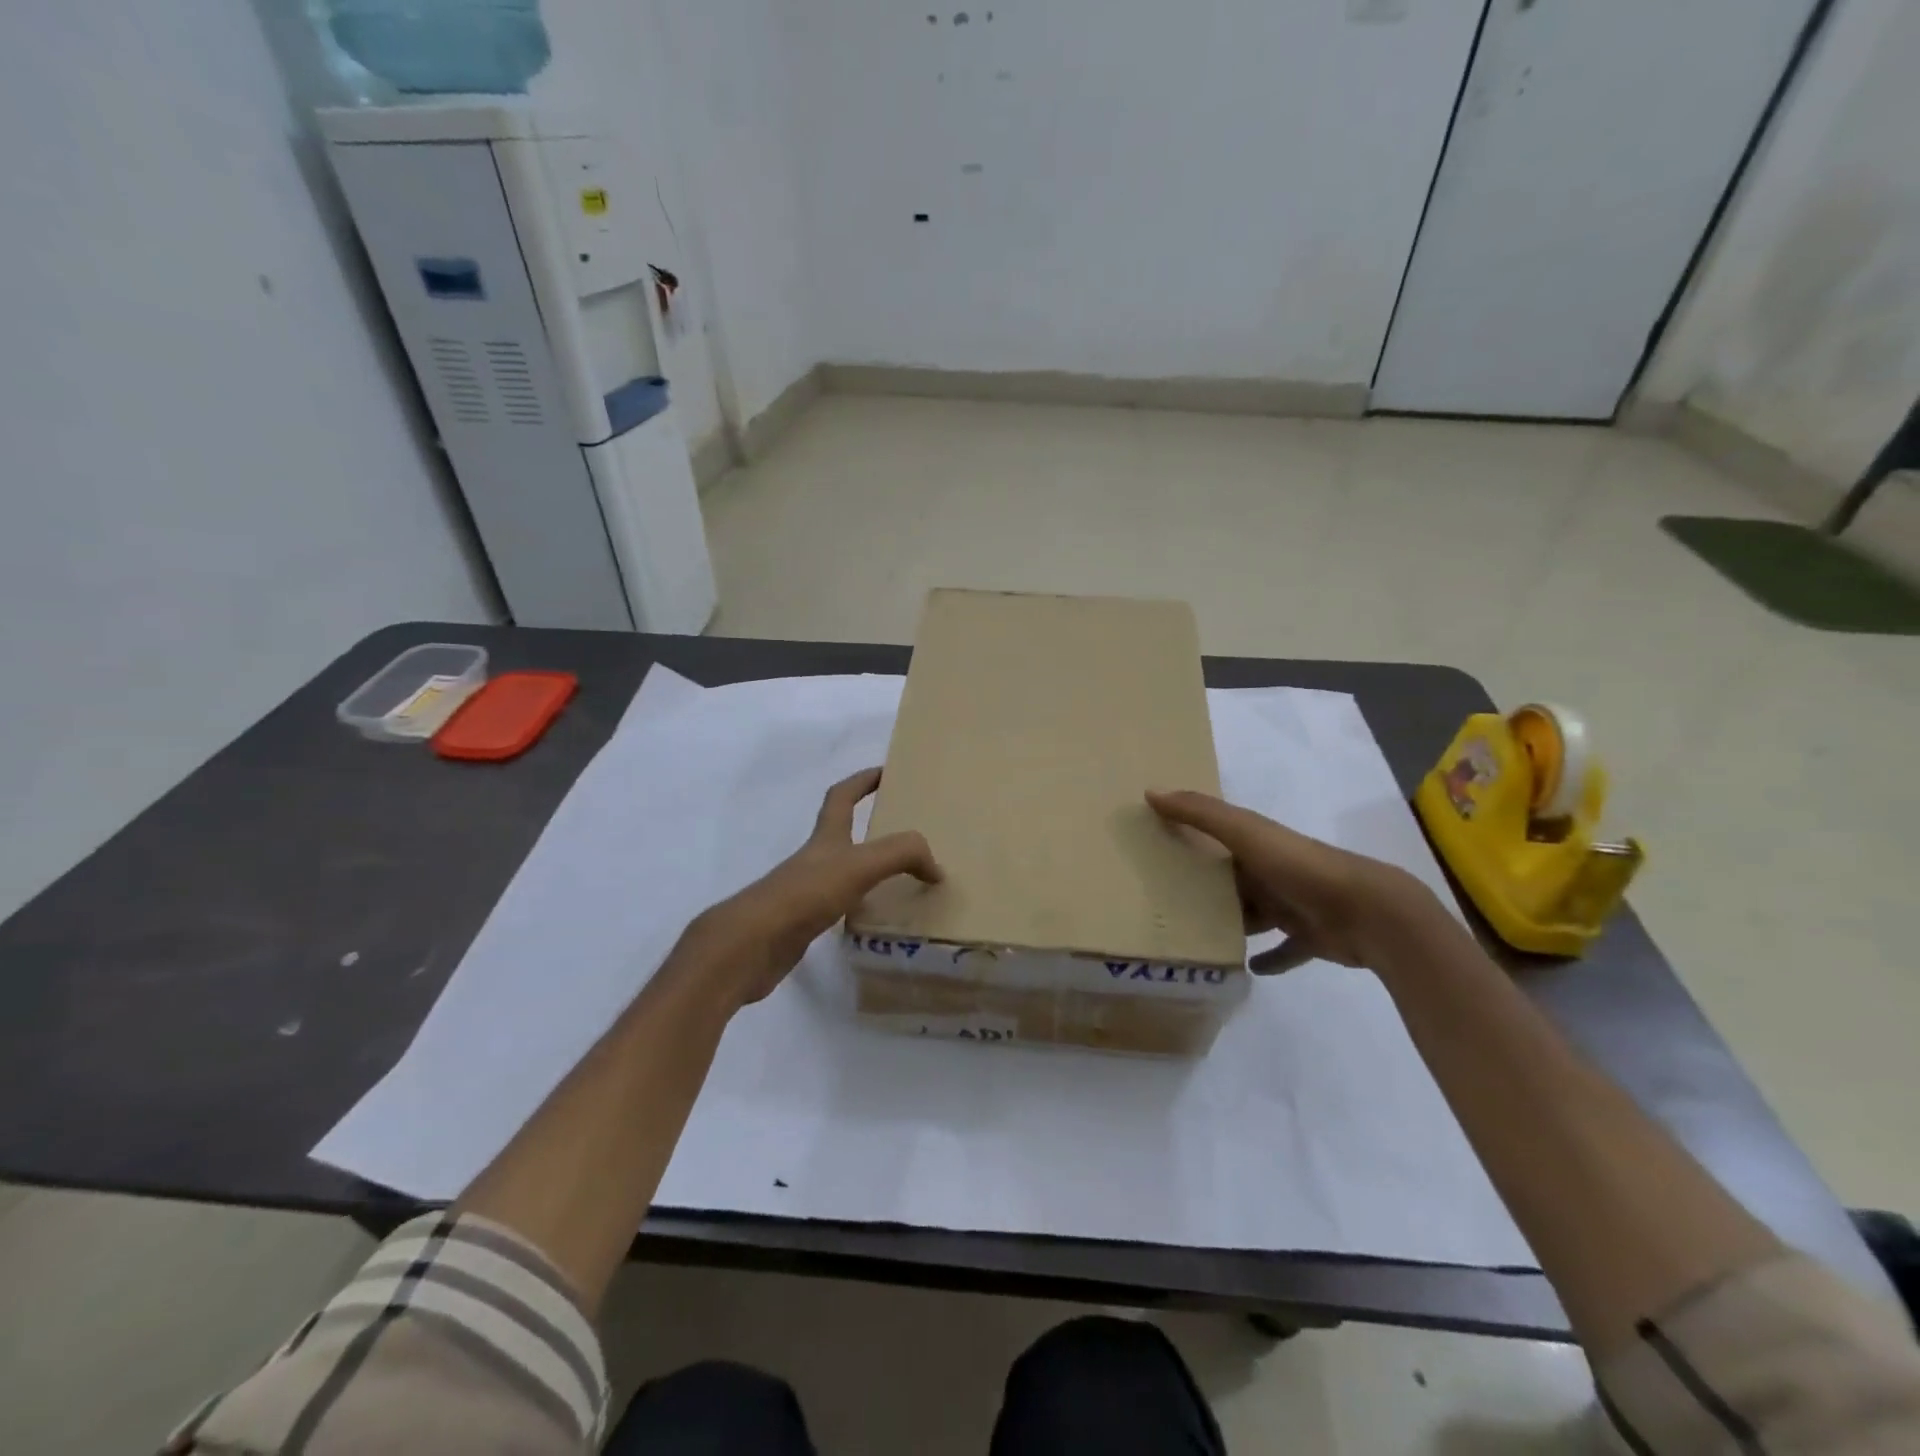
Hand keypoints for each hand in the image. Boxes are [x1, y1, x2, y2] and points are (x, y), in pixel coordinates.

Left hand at [682, 768, 941, 1007]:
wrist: (749, 946)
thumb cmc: (804, 894)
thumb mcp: (859, 866)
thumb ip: (901, 855)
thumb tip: (936, 868)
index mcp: (825, 838)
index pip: (842, 796)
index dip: (863, 780)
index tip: (886, 772)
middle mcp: (814, 860)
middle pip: (842, 833)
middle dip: (870, 827)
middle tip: (906, 834)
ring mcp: (805, 892)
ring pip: (842, 872)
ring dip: (868, 870)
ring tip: (902, 880)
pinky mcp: (802, 924)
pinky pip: (838, 907)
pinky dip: (859, 907)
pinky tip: (875, 920)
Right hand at [1146, 789, 1445, 974]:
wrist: (1370, 912)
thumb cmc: (1300, 868)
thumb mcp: (1245, 834)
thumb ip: (1201, 813)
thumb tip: (1150, 792)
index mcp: (1258, 844)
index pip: (1218, 837)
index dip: (1190, 837)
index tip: (1155, 845)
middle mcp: (1273, 871)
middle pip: (1232, 879)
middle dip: (1206, 886)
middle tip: (1164, 901)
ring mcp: (1294, 906)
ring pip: (1254, 915)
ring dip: (1231, 923)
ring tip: (1193, 937)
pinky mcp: (1311, 939)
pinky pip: (1284, 951)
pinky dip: (1268, 959)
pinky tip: (1246, 968)